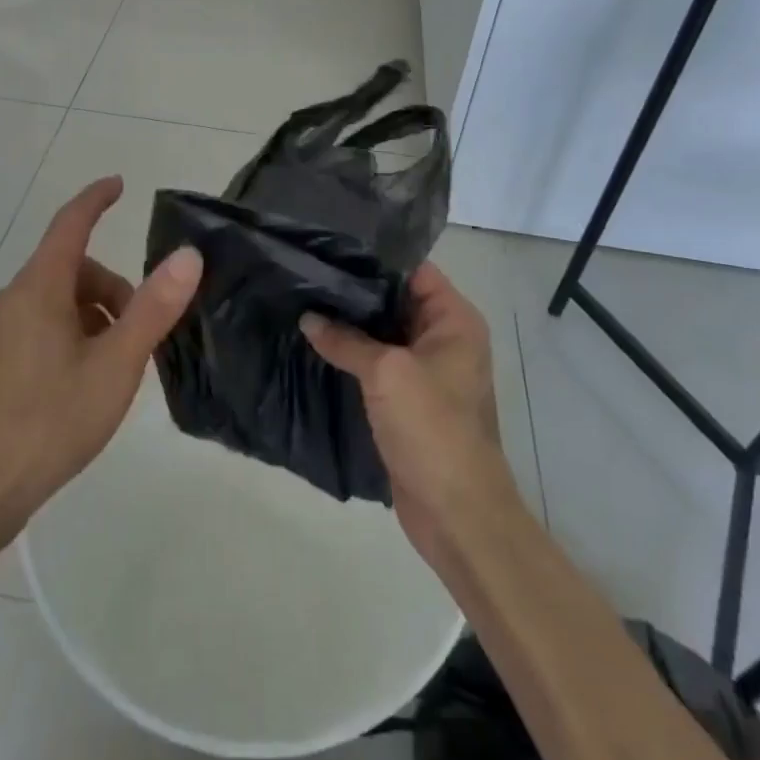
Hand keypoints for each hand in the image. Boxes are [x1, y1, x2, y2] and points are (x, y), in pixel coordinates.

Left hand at [0, 177, 201, 528]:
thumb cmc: (50, 420)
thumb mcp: (115, 364)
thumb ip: (152, 307)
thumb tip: (187, 256)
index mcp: (39, 287)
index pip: (71, 223)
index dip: (96, 199)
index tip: (119, 183)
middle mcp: (15, 298)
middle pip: (73, 268)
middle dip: (113, 288)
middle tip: (141, 334)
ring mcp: (1, 330)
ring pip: (60, 299)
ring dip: (96, 316)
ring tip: (117, 367)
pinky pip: (45, 324)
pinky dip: (75, 334)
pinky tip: (87, 382)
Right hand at [301, 263, 513, 559]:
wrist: (456, 514)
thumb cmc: (433, 428)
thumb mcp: (387, 373)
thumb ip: (346, 340)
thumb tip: (308, 318)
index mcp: (453, 320)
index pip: (413, 269)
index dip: (375, 256)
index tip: (332, 244)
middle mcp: (443, 338)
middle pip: (395, 299)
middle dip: (355, 289)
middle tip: (308, 269)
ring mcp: (425, 370)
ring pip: (382, 332)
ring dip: (349, 324)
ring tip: (303, 298)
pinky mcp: (407, 399)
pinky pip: (376, 363)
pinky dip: (351, 354)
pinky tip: (315, 341)